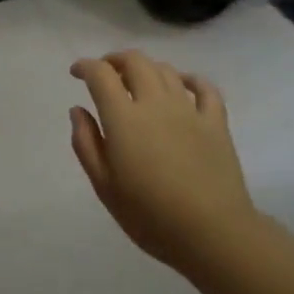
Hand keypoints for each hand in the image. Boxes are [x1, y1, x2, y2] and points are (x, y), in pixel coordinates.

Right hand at [68, 51, 254, 271]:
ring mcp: (189, 110)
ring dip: (147, 68)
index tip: (77, 73)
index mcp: (124, 118)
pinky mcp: (216, 122)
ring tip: (138, 82)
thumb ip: (86, 143)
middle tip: (106, 73)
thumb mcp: (104, 186)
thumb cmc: (150, 215)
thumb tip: (77, 110)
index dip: (86, 66)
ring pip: (166, 70)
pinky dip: (190, 79)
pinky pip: (205, 88)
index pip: (101, 74)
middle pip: (135, 61)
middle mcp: (155, 103)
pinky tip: (183, 85)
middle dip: (115, 60)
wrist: (212, 234)